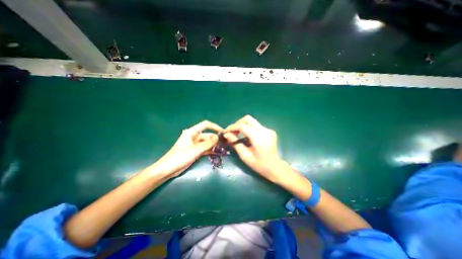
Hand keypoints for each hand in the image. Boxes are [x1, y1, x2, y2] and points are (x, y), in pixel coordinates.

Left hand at [147, 119, 219, 177]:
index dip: (214, 126)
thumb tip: (217, 137)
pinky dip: (211, 150)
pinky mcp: (195, 151)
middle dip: (215, 138)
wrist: (168, 169)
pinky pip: (205, 148)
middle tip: (225, 143)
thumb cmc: (180, 157)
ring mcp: (195, 144)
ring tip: (223, 149)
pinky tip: (218, 153)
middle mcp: (194, 136)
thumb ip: (207, 143)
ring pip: (207, 142)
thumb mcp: (195, 150)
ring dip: (214, 145)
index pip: (205, 125)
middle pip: (207, 135)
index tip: (222, 132)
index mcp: (192, 132)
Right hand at [223, 115, 289, 183]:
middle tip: (232, 132)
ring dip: (243, 125)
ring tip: (238, 134)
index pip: (243, 127)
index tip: (226, 131)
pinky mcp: (269, 130)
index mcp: (259, 139)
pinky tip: (247, 136)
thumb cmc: (259, 165)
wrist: (275, 167)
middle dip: (238, 123)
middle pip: (248, 119)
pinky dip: (249, 128)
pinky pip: (256, 125)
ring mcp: (268, 130)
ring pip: (252, 121)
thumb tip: (226, 134)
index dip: (233, 127)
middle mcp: (265, 131)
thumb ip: (235, 143)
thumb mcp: (245, 156)